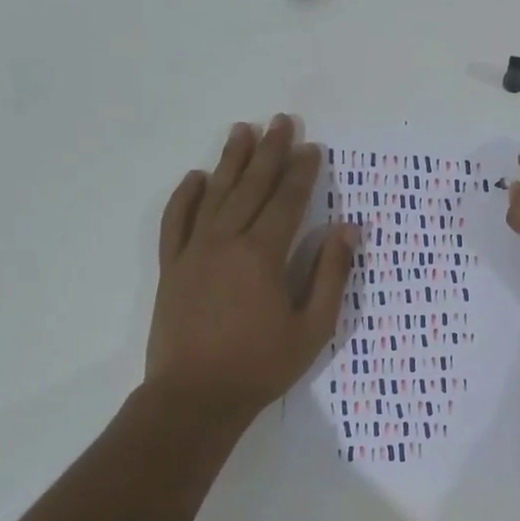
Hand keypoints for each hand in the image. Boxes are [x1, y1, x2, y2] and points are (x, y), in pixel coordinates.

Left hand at [147, 115, 357, 422]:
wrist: (194, 398)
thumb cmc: (261, 365)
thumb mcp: (313, 327)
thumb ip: (331, 274)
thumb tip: (347, 230)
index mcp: (263, 255)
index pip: (286, 201)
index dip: (302, 173)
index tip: (313, 148)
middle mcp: (226, 242)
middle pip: (251, 187)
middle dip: (269, 152)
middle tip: (281, 121)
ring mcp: (193, 252)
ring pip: (214, 195)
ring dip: (230, 161)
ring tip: (242, 130)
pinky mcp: (172, 268)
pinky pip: (176, 221)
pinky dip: (185, 196)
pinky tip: (196, 177)